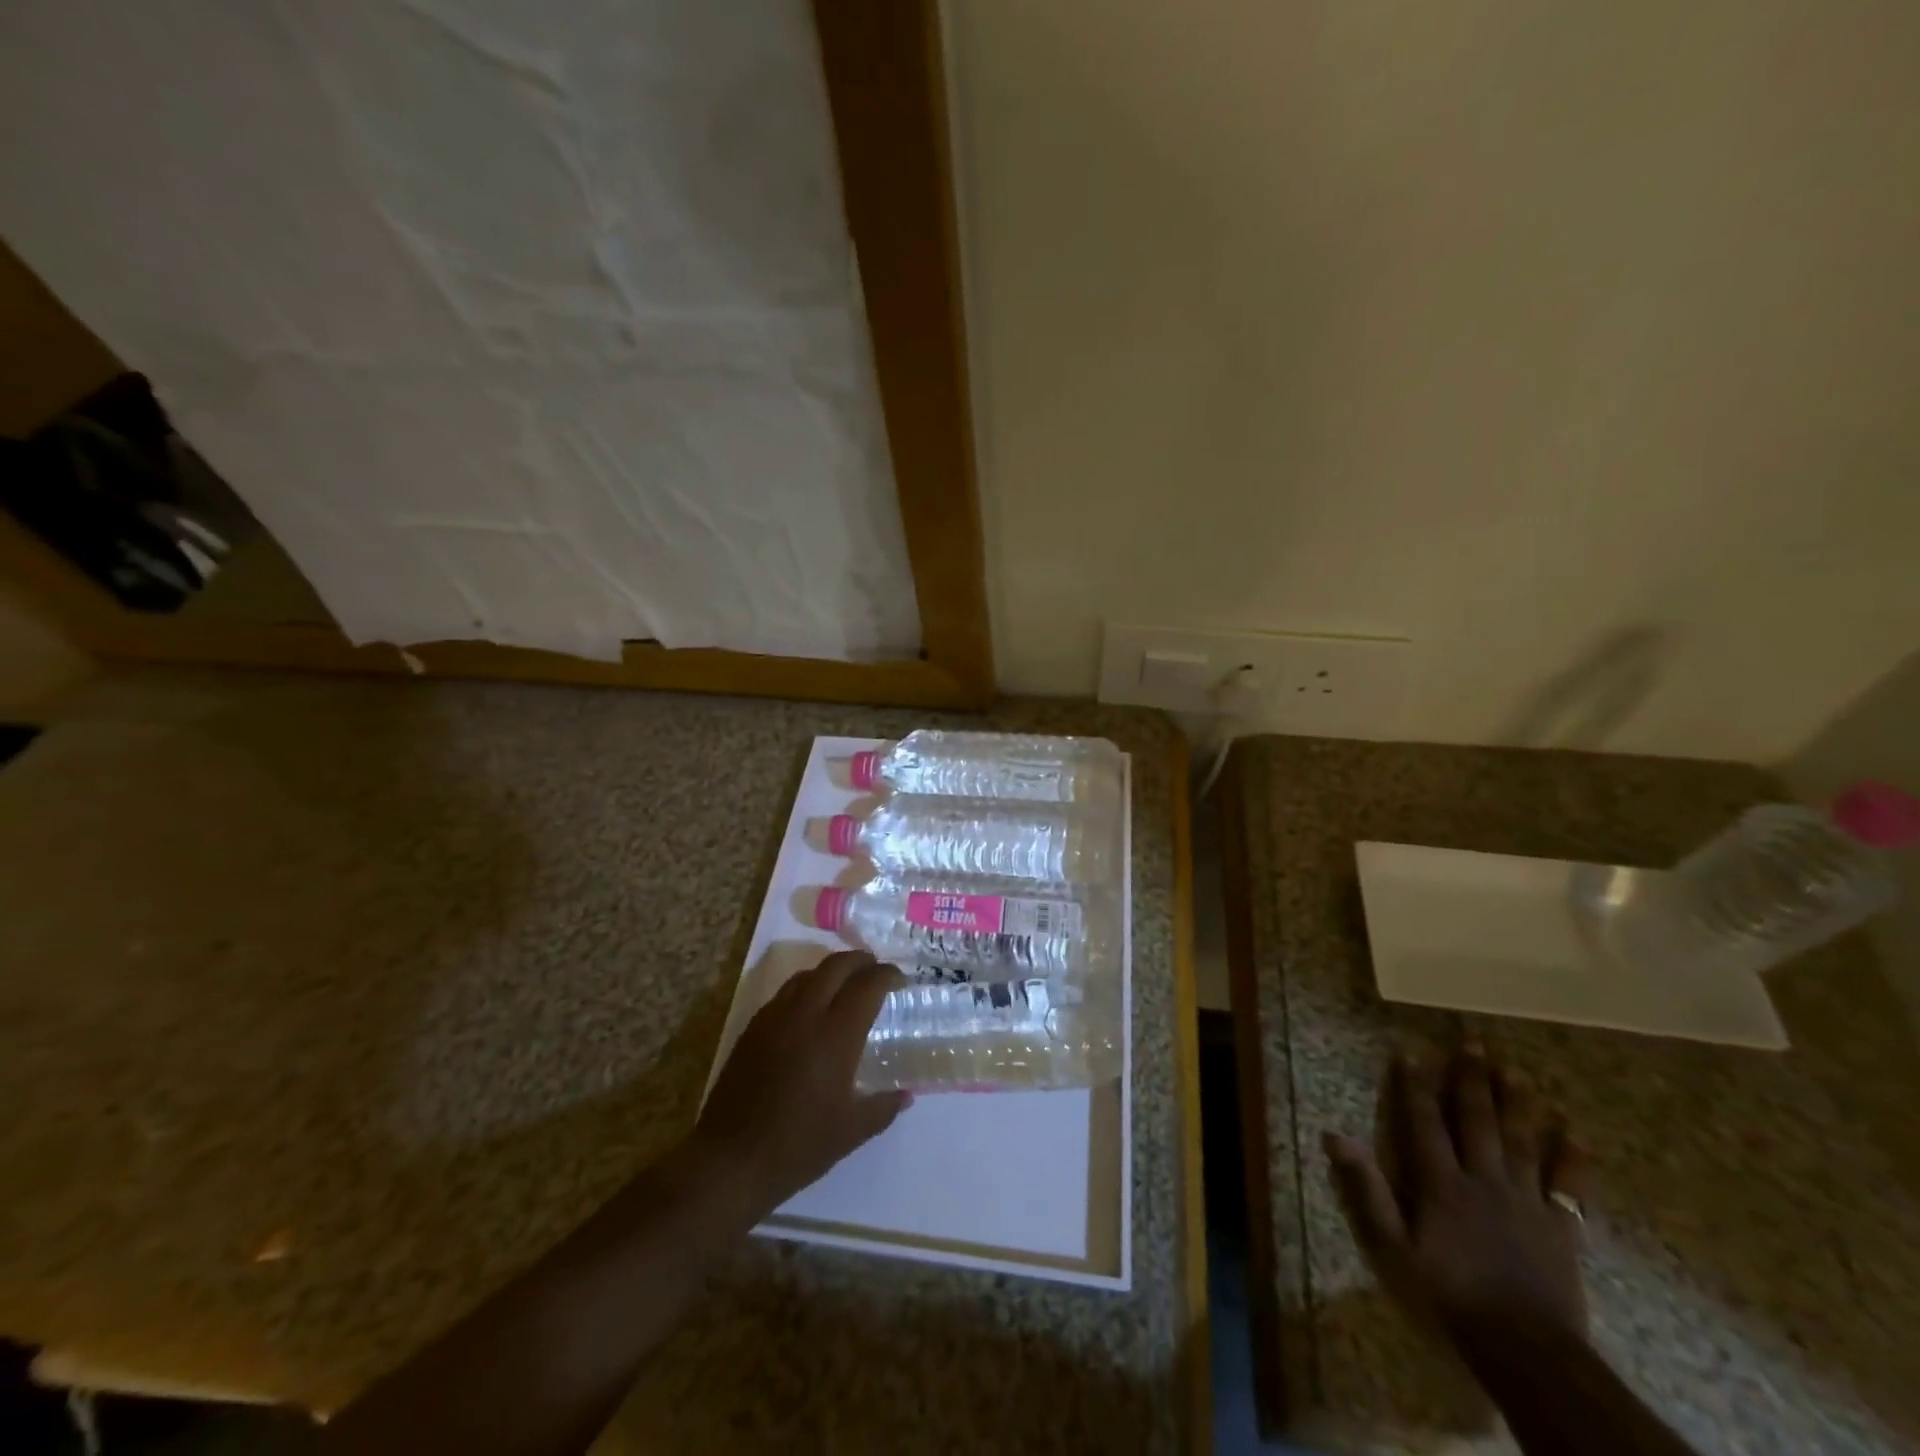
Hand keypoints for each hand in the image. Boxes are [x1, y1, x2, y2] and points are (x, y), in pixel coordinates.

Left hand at [694, 950, 909, 1218]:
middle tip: (876, 971)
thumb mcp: (851, 1132)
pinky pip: (785, 993)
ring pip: (808, 974)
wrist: (730, 1160)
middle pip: (836, 966)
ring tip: (845, 985)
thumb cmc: (798, 1146)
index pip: (867, 985)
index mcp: (836, 1035)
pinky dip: (806, 988)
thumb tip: (906, 1096)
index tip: (901, 981)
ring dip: (831, 971)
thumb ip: (883, 1108)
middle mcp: (806, 1015)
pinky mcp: (753, 1028)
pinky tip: (810, 1011)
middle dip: (861, 961)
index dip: (887, 975)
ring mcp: (775, 1018)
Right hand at [1325, 1045, 1588, 1349]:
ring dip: (1517, 1104)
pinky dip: (1573, 1159)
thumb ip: (1367, 1190)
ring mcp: (1526, 1201)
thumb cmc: (1449, 1295)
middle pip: (1477, 1121)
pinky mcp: (1561, 1228)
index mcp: (1441, 1183)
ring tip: (1515, 1071)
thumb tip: (1335, 1136)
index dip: (1414, 1087)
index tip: (1409, 1053)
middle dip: (1472, 1080)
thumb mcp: (1393, 1247)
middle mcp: (1483, 1180)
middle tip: (1474, 1043)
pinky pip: (1569, 1187)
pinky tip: (1575, 1133)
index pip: (1423, 1123)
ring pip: (1522, 1142)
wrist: (1526, 1351)